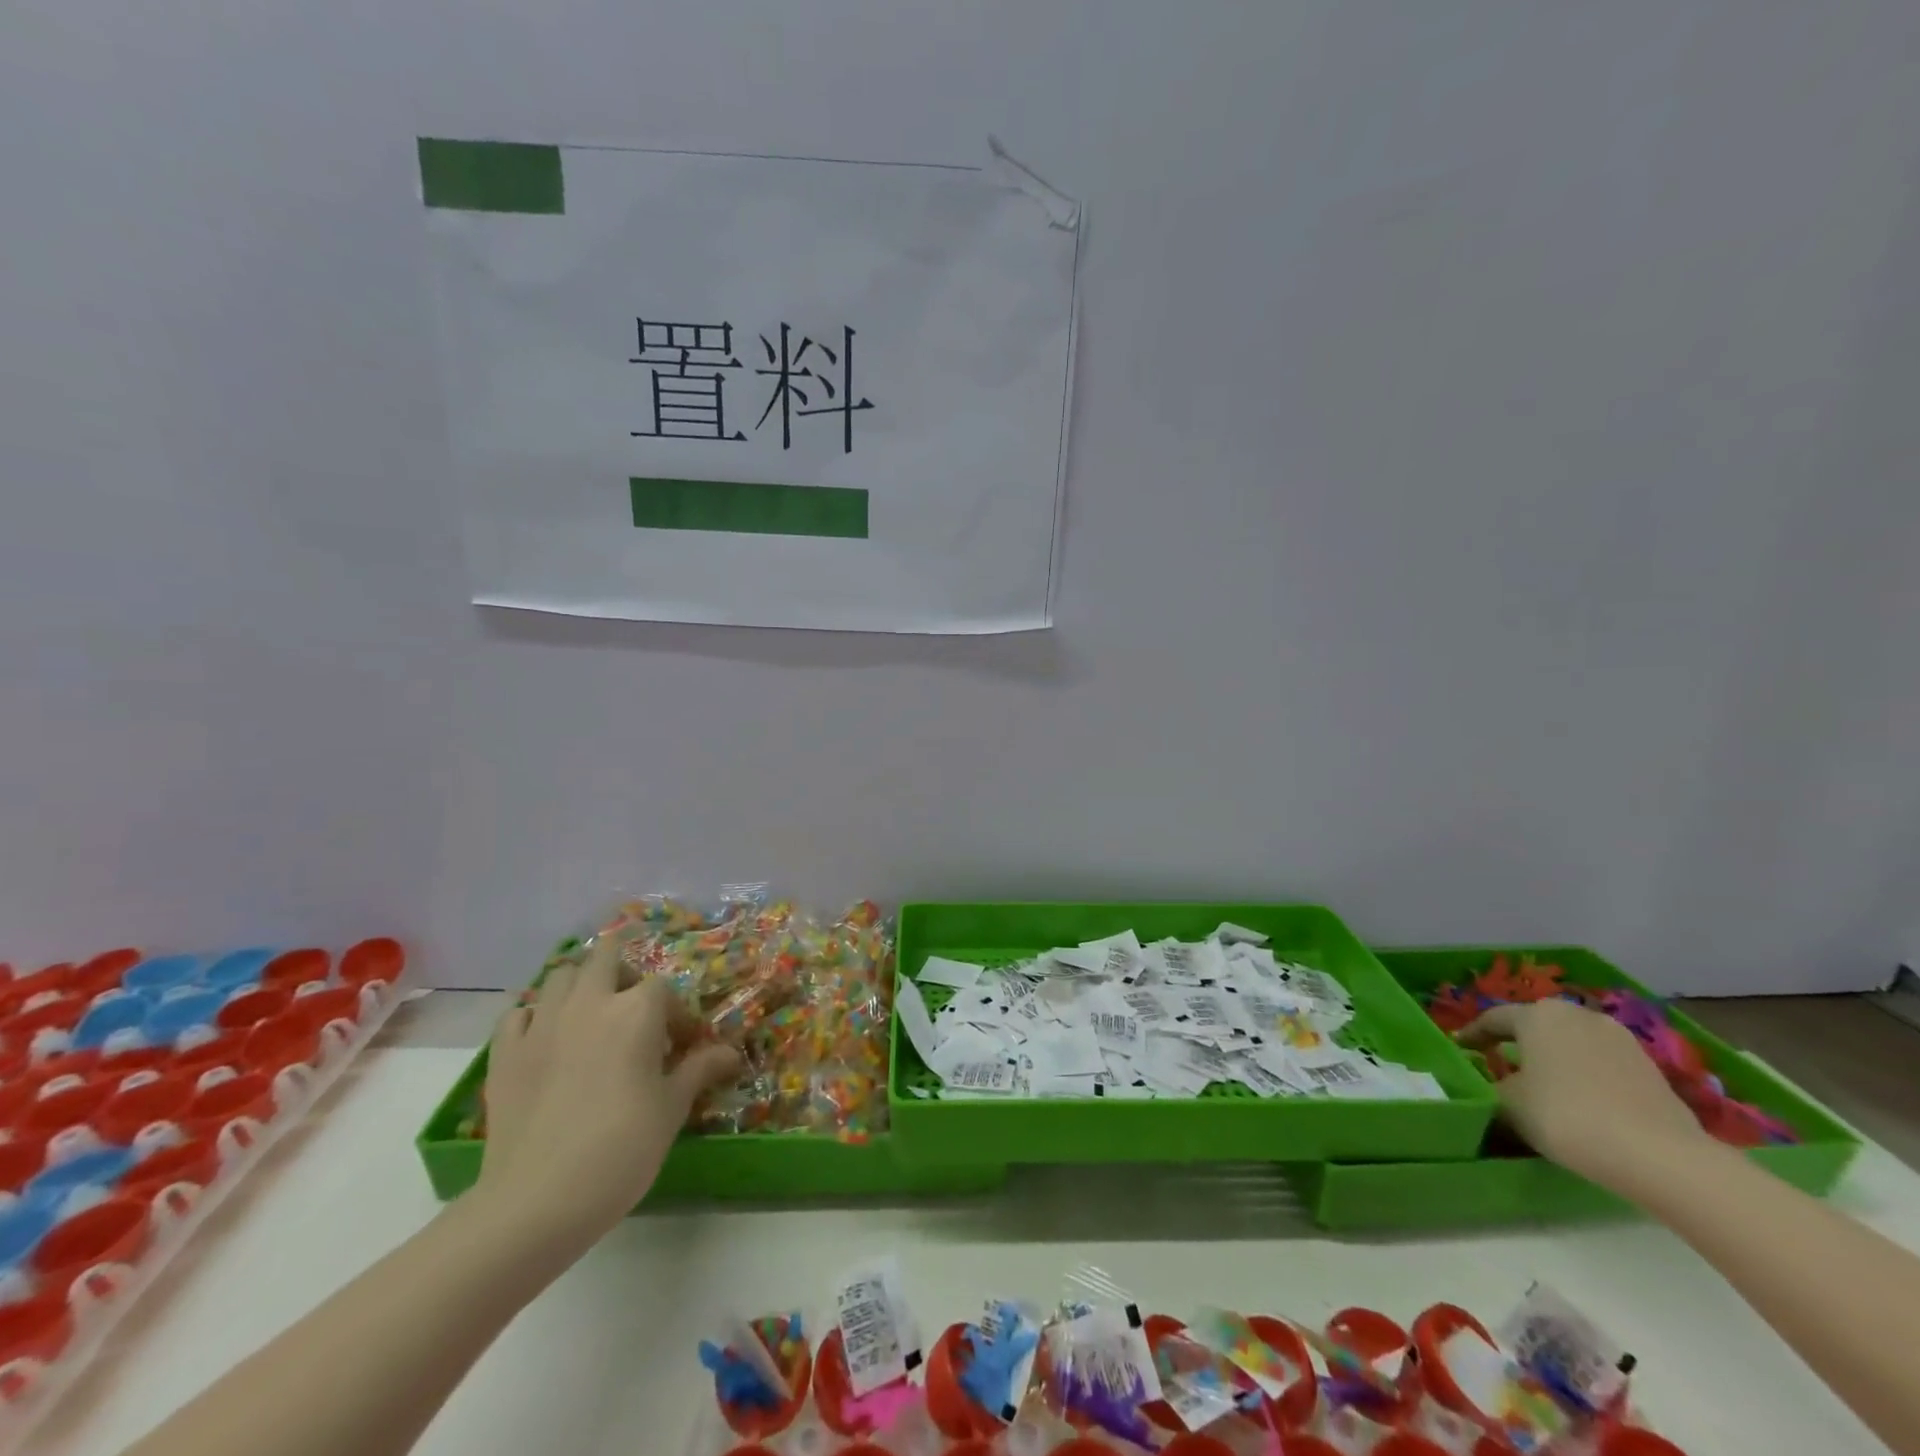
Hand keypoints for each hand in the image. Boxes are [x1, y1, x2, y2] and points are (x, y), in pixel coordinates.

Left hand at [471, 939, 740, 1252]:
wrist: (538, 1201)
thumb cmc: (622, 1149)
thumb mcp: (672, 1109)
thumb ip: (699, 1070)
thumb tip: (730, 1053)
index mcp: (636, 1011)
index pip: (662, 988)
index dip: (674, 1014)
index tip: (679, 1047)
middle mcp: (589, 1003)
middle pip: (605, 957)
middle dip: (622, 971)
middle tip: (632, 1009)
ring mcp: (541, 1025)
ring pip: (560, 976)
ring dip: (579, 985)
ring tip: (590, 1017)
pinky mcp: (504, 1053)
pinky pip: (518, 1014)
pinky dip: (534, 1017)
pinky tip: (544, 1040)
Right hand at [1457, 1000, 1708, 1188]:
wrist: (1661, 1156)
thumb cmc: (1566, 1116)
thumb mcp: (1507, 1104)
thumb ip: (1489, 1087)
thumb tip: (1487, 1087)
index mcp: (1537, 1014)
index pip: (1493, 1019)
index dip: (1472, 1035)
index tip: (1460, 1050)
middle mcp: (1577, 1014)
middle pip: (1536, 1027)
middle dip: (1518, 1043)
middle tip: (1501, 1064)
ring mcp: (1620, 1039)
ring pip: (1572, 1044)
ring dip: (1555, 1059)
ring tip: (1545, 1084)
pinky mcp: (1650, 1068)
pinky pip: (1602, 1064)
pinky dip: (1586, 1076)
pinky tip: (1584, 1101)